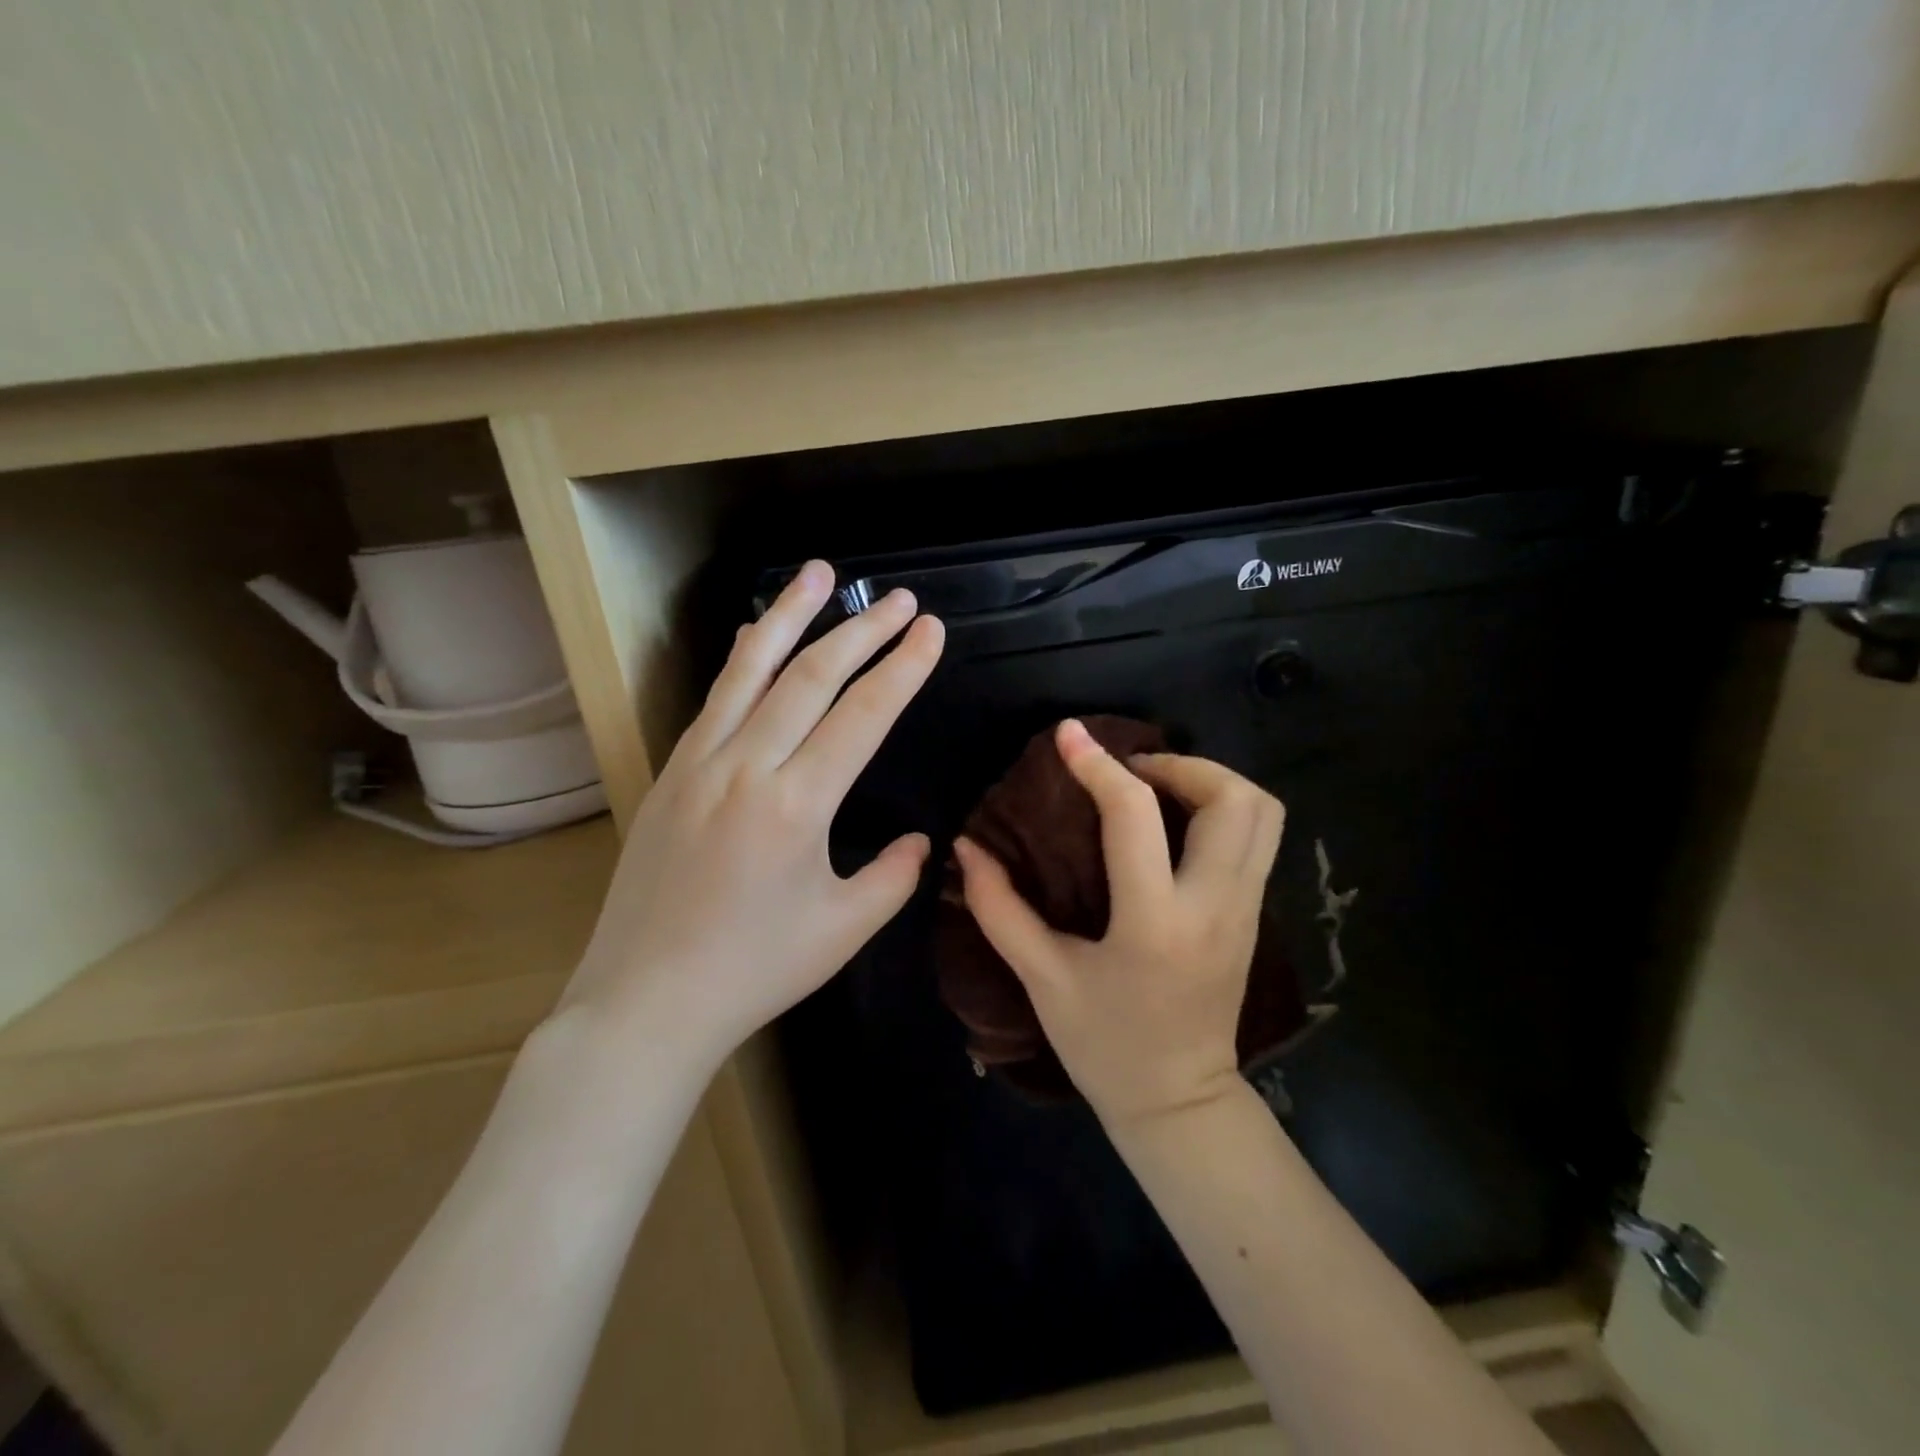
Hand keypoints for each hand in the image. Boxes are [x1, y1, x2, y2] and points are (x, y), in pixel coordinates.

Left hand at [561, 561, 944, 1068]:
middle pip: (812, 677)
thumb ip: (893, 877)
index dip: (902, 667)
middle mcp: (746, 767)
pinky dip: (743, 659)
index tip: (929, 629)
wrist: (645, 1002)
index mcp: (797, 805)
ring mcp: (699, 764)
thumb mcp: (843, 930)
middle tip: (898, 598)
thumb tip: (921, 840)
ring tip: (819, 574)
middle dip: (861, 631)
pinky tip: (756, 638)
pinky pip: (714, 700)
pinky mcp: (670, 773)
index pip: (862, 715)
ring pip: (751, 670)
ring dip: (789, 616)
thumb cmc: (753, 971)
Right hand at [953, 719, 1283, 1127]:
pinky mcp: (1256, 916)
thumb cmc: (1104, 1044)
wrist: (1178, 1101)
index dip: (1097, 765)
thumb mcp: (1042, 978)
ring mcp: (1247, 910)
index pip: (1135, 816)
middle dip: (1182, 765)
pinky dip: (1225, 809)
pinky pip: (1260, 838)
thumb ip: (1000, 909)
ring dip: (1213, 782)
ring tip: (1159, 789)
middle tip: (1131, 771)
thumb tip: (966, 847)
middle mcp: (1214, 905)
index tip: (1068, 736)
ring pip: (1263, 813)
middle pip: (1232, 800)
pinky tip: (1177, 824)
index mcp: (1155, 922)